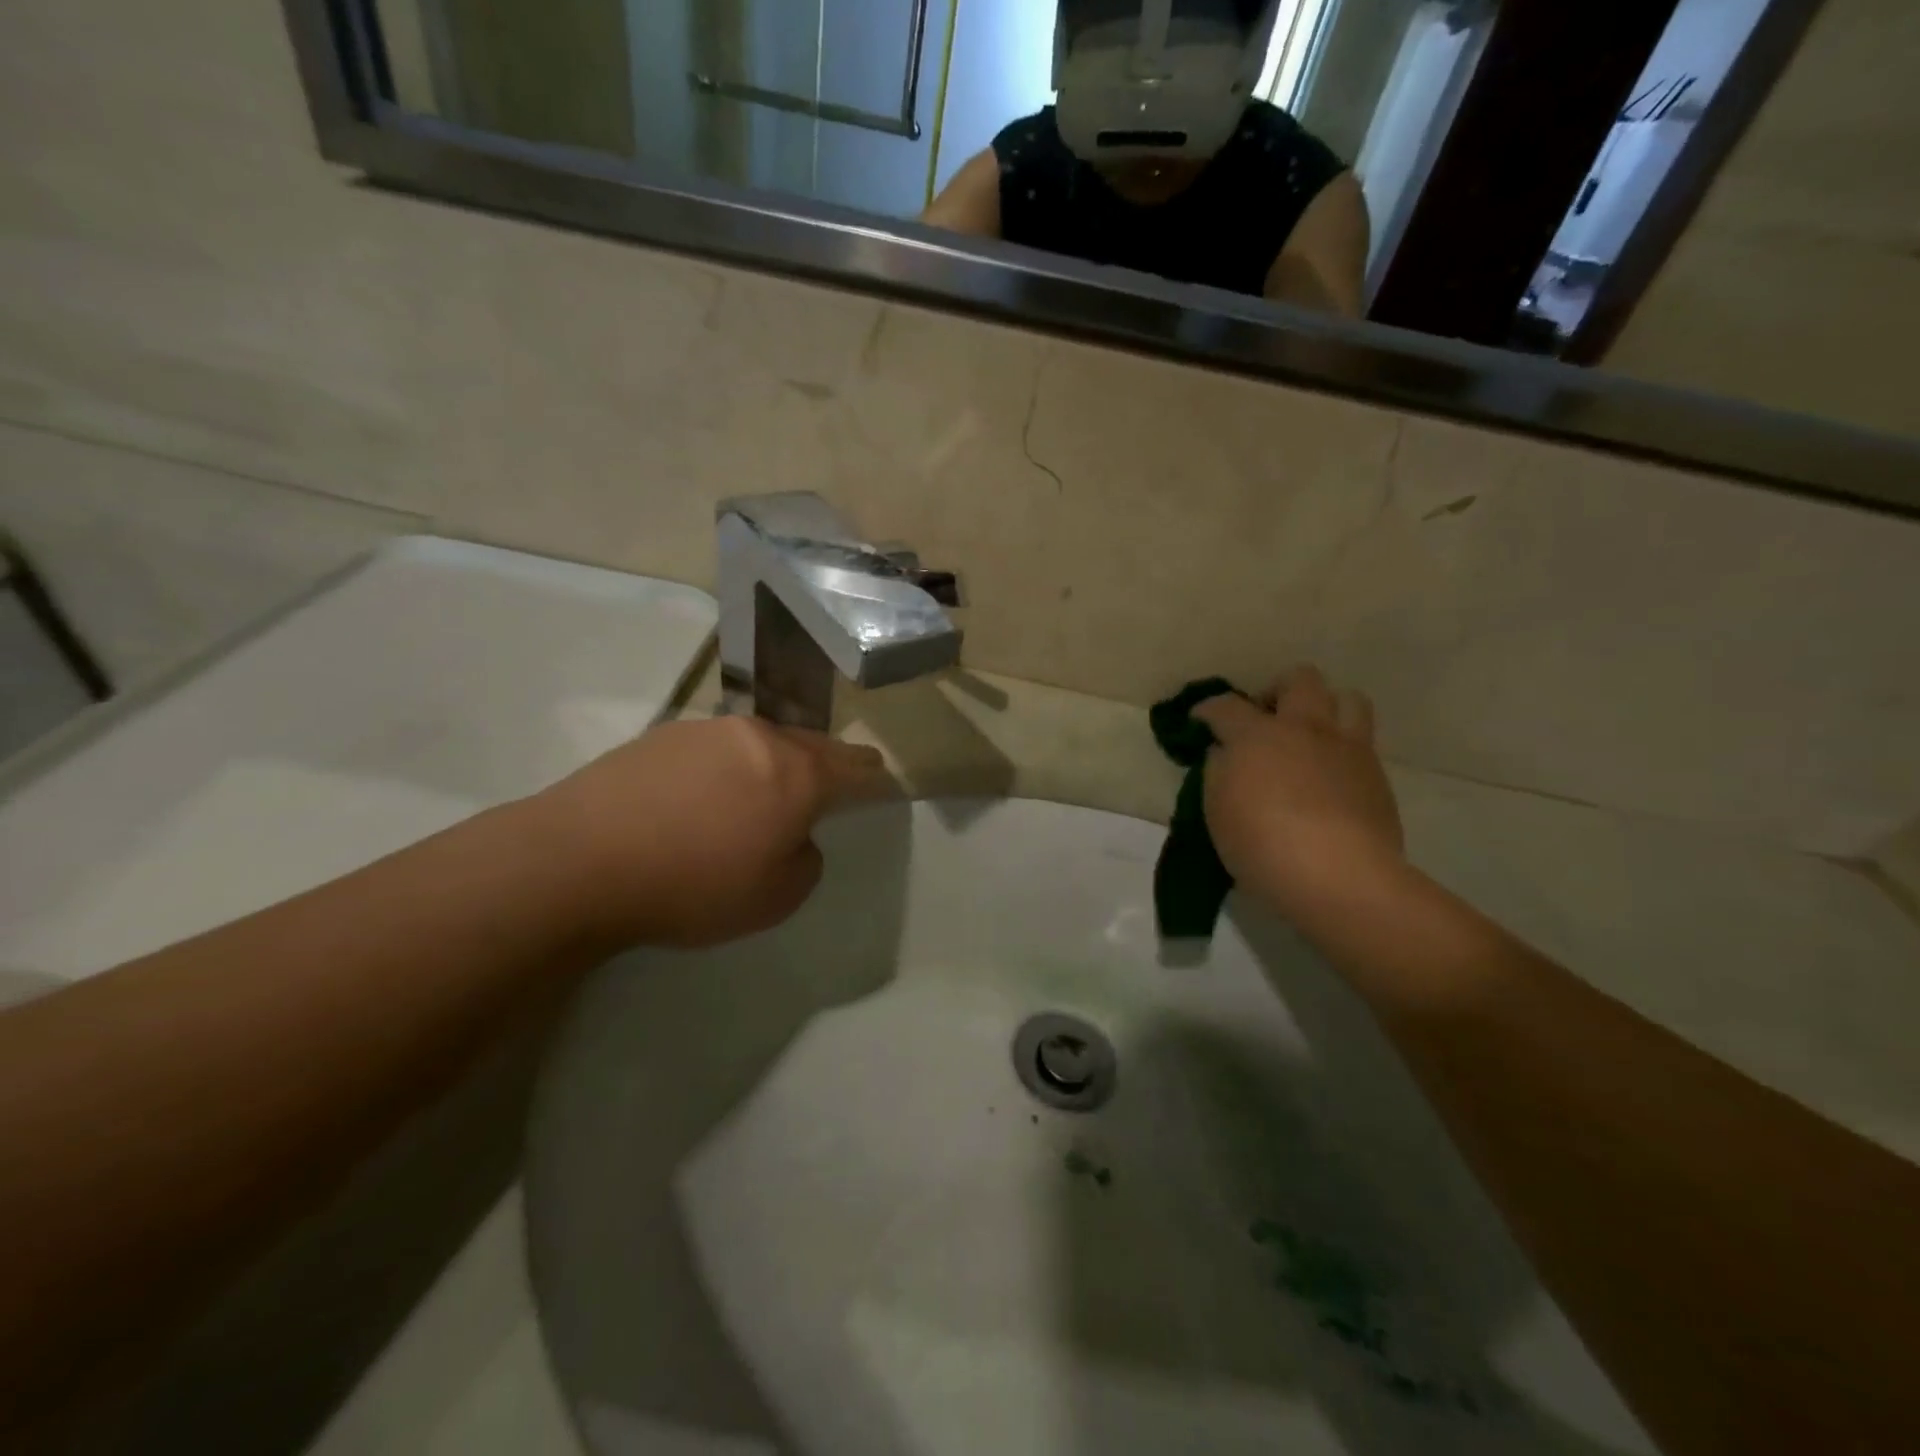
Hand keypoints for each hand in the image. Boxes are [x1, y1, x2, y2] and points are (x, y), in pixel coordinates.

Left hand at [528, 716, 892, 948]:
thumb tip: (794, 835)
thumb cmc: (693, 884)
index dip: (873, 776)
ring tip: (765, 790)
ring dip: (775, 761)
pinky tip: (706, 795)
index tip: (881, 778)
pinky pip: (718, 748)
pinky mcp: (663, 735)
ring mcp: (708, 730)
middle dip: (830, 761)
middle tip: (839, 775)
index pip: (853, 769)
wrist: (580, 861)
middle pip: (811, 744)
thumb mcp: (776, 897)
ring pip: (762, 741)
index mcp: (797, 774)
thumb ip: (805, 861)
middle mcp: (759, 738)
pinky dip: (729, 765)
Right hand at [1196, 666, 1404, 922]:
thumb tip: (1225, 754)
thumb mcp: (1217, 811)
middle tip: (1265, 719)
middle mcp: (1305, 728)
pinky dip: (1342, 747)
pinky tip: (1329, 774)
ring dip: (1324, 707)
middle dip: (1277, 691)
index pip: (1226, 706)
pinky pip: (1362, 742)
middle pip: (1299, 680)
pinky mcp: (1376, 775)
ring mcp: (1347, 748)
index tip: (1200, 720)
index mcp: (1257, 734)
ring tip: (1308, 735)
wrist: (1338, 877)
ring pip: (1346, 698)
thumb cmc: (1262, 845)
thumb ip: (1218, 772)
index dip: (1208, 709)